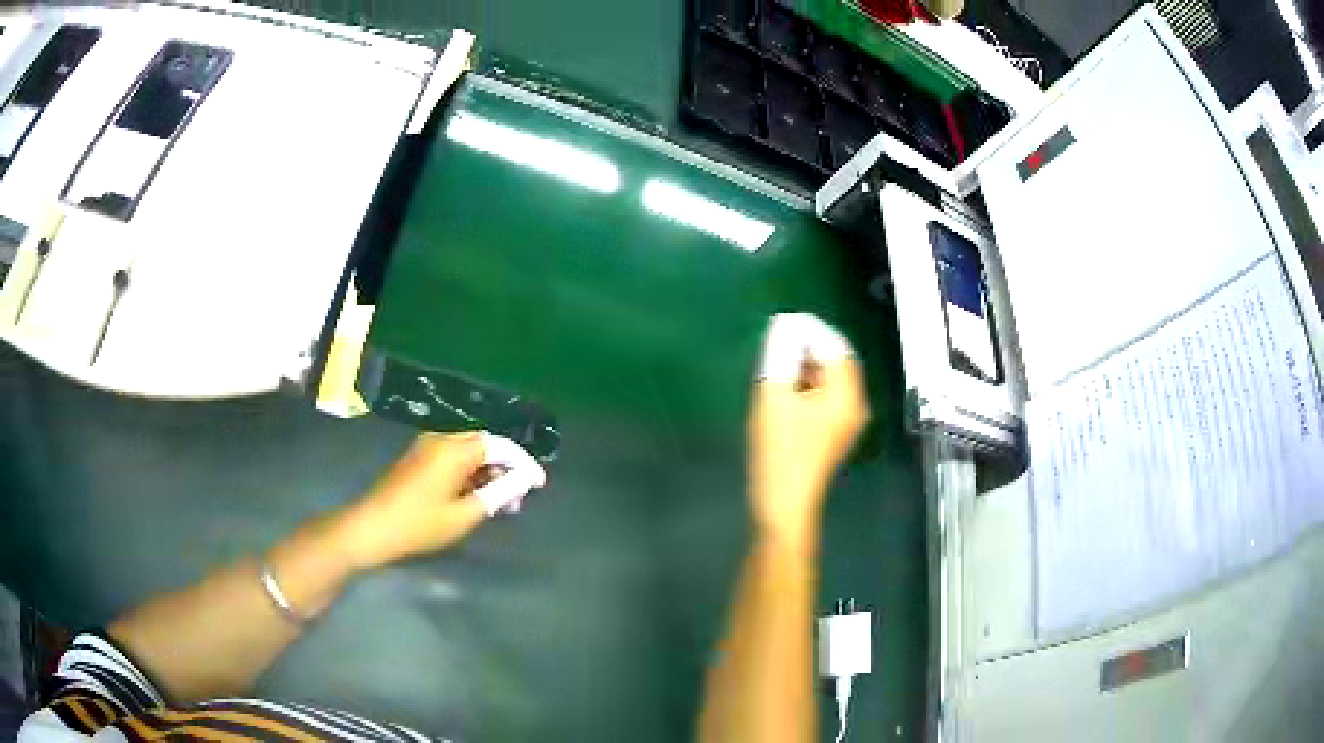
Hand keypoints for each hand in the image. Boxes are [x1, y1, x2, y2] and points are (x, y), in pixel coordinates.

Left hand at [343, 431, 546, 568]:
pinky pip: (453, 459)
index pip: (500, 445)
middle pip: (484, 445)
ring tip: (502, 503)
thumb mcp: (465, 514)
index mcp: (454, 449)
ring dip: (488, 473)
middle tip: (521, 497)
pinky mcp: (418, 459)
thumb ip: (499, 493)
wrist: (371, 528)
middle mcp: (441, 439)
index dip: (523, 463)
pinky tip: (477, 498)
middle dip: (506, 468)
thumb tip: (526, 480)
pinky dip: (470, 475)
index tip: (539, 484)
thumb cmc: (419, 524)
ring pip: (469, 452)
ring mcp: (427, 448)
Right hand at [748, 315, 868, 547]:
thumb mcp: (774, 397)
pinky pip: (826, 395)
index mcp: (846, 395)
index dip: (810, 330)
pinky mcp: (834, 432)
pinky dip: (808, 383)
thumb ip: (781, 357)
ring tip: (777, 362)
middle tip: (777, 341)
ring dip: (807, 365)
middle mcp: (854, 404)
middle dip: (809, 346)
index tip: (781, 324)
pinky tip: (785, 388)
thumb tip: (785, 327)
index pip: (836, 347)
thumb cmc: (779, 451)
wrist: (783, 503)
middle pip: (838, 361)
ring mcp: (847, 420)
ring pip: (831, 378)